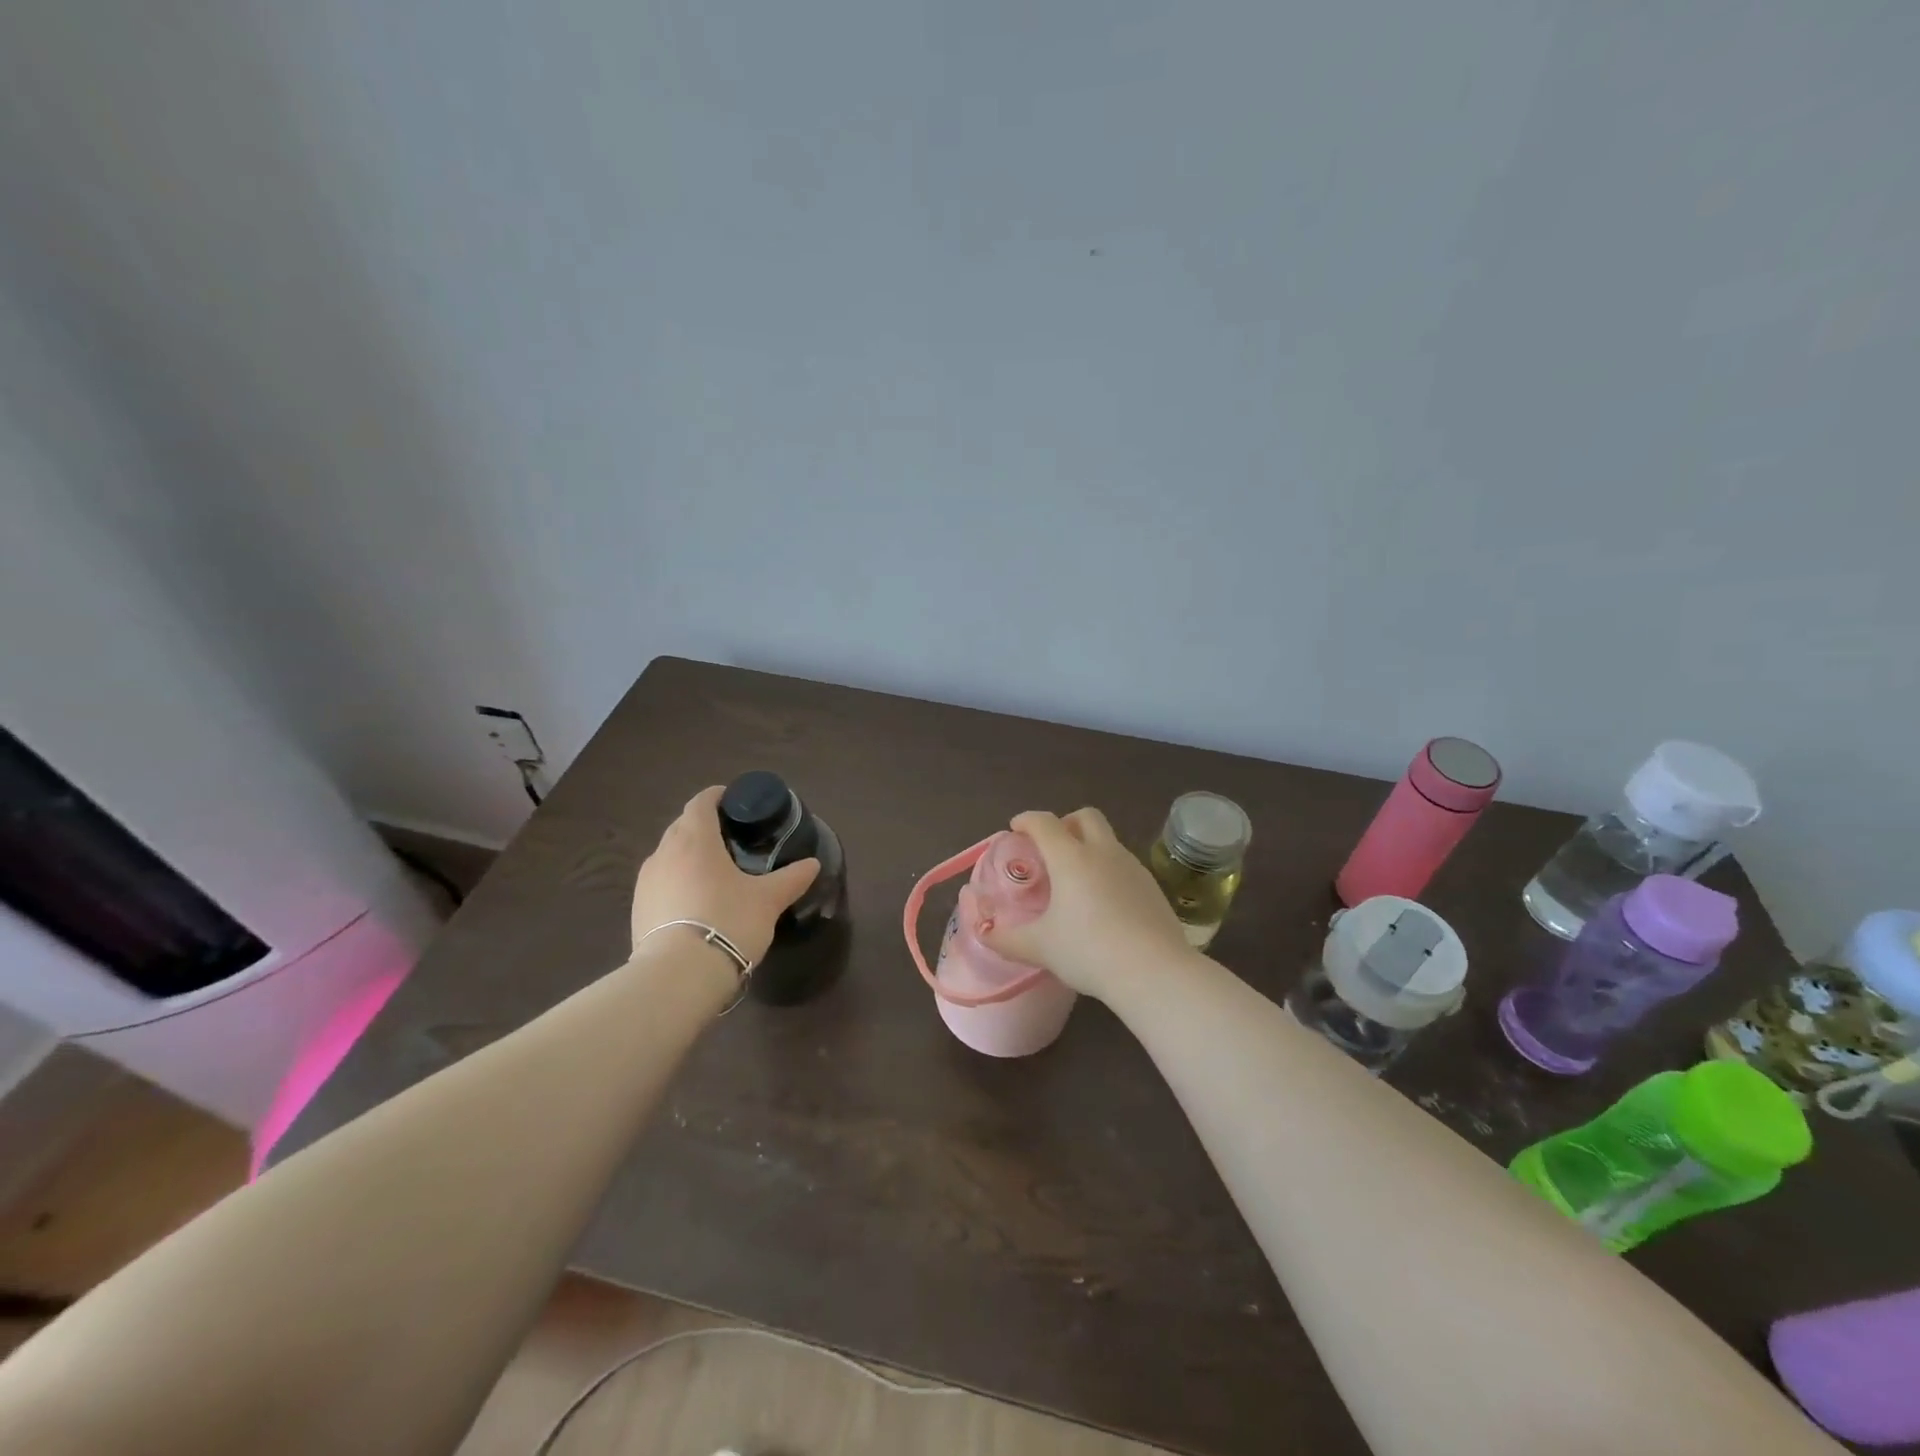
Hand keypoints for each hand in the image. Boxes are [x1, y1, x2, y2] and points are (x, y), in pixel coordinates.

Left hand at [629, 786, 819, 966]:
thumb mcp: (768, 900)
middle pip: (682, 826)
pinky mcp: (638, 909)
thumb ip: (791, 878)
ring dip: (688, 855)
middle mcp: (664, 853)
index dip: (717, 797)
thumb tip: (812, 864)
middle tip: (732, 838)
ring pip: (669, 855)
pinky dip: (677, 881)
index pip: (700, 802)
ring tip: (714, 872)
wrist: (678, 976)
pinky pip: (660, 882)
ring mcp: (646, 882)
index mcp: (695, 839)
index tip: (735, 802)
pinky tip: (696, 902)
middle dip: (704, 826)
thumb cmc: (728, 922)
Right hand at [980, 807, 1195, 1001]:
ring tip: (1076, 881)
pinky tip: (1105, 904)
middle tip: (1051, 847)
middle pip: (1085, 816)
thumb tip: (984, 932)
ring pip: (1108, 841)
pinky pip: (1125, 866)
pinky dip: (1109, 871)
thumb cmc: (1089, 952)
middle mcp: (1103, 852)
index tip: (1016, 829)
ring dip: (1090, 847)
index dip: (1026, 820)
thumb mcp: (1040, 948)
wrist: (1154, 972)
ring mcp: (1133, 867)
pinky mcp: (1153, 887)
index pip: (1044, 822)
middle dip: (1065, 823)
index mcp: (1071, 858)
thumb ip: (1006, 938)